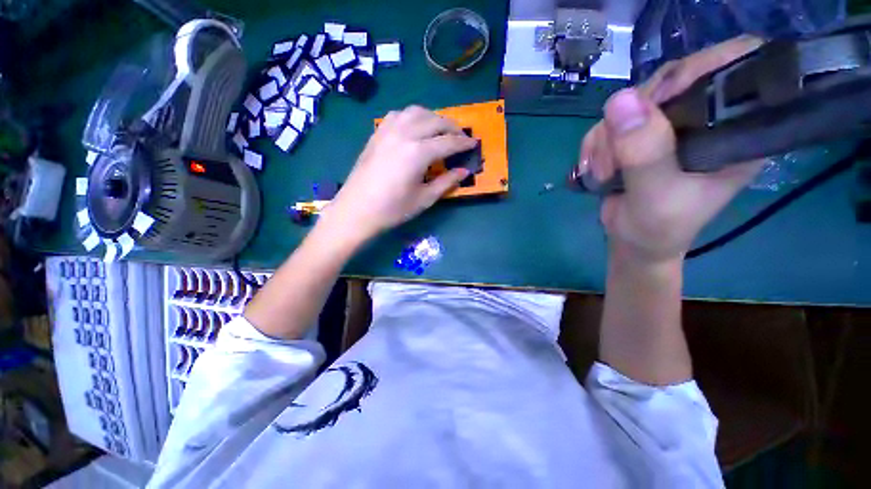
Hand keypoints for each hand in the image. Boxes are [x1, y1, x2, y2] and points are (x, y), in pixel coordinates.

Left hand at [324, 106, 476, 243]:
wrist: (356, 211)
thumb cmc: (393, 210)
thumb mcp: (424, 199)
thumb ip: (447, 182)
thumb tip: (465, 171)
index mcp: (418, 153)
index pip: (448, 142)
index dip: (463, 143)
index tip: (474, 144)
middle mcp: (404, 134)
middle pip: (434, 121)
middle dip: (452, 126)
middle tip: (461, 136)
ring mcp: (388, 131)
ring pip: (416, 112)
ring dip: (433, 117)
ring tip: (440, 129)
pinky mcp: (377, 134)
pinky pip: (398, 115)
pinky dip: (412, 116)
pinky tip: (414, 128)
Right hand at [579, 36, 764, 263]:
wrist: (633, 241)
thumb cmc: (658, 228)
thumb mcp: (656, 196)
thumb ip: (645, 153)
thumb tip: (620, 101)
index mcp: (735, 130)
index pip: (734, 67)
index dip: (698, 71)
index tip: (660, 104)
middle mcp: (706, 118)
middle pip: (671, 80)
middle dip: (634, 117)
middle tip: (618, 156)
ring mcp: (669, 123)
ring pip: (632, 102)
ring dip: (607, 139)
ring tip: (607, 173)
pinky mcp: (639, 133)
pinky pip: (609, 120)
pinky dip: (595, 145)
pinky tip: (597, 169)